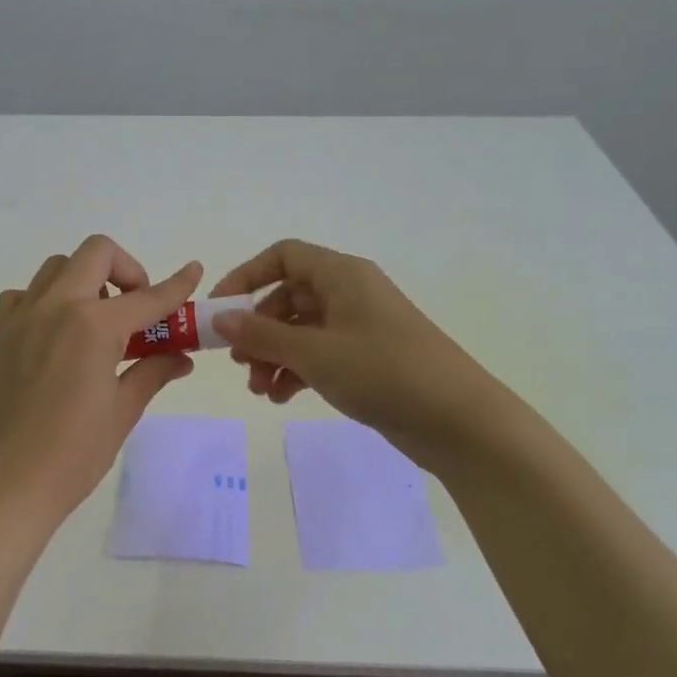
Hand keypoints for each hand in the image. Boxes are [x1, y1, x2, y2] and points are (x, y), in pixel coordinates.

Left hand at [0, 235, 201, 533]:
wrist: (8, 486)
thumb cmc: (74, 455)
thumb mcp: (123, 412)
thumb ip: (152, 372)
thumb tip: (181, 357)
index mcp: (93, 327)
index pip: (147, 298)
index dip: (176, 285)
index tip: (193, 272)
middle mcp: (54, 308)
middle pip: (96, 253)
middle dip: (127, 270)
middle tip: (135, 307)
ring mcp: (18, 319)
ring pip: (56, 268)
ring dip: (85, 282)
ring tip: (94, 323)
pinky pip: (22, 296)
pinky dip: (44, 302)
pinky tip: (52, 337)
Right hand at [209, 239, 492, 469]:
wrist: (456, 419)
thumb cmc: (383, 372)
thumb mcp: (314, 353)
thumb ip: (262, 336)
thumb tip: (219, 319)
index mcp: (341, 275)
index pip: (283, 257)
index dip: (246, 277)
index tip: (219, 311)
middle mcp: (350, 293)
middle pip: (288, 297)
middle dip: (258, 330)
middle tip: (240, 363)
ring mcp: (360, 327)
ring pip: (301, 330)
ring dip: (274, 356)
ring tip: (261, 391)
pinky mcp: (367, 359)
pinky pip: (319, 354)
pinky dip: (297, 371)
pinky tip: (283, 398)